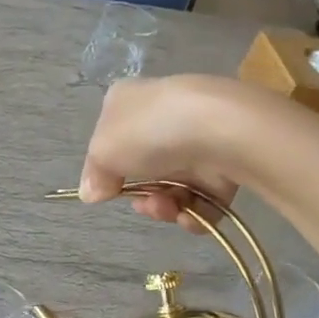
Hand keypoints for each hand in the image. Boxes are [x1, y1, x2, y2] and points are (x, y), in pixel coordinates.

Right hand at [79, 76, 250, 230]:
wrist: (222, 130)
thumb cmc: (150, 132)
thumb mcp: (103, 151)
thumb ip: (94, 174)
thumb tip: (92, 191)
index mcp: (129, 102)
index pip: (111, 137)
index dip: (107, 168)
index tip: (105, 188)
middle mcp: (163, 118)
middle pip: (143, 170)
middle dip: (141, 196)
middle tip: (144, 203)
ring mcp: (197, 141)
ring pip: (173, 188)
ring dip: (164, 208)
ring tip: (169, 209)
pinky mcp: (226, 165)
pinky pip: (203, 200)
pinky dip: (194, 214)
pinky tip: (190, 215)